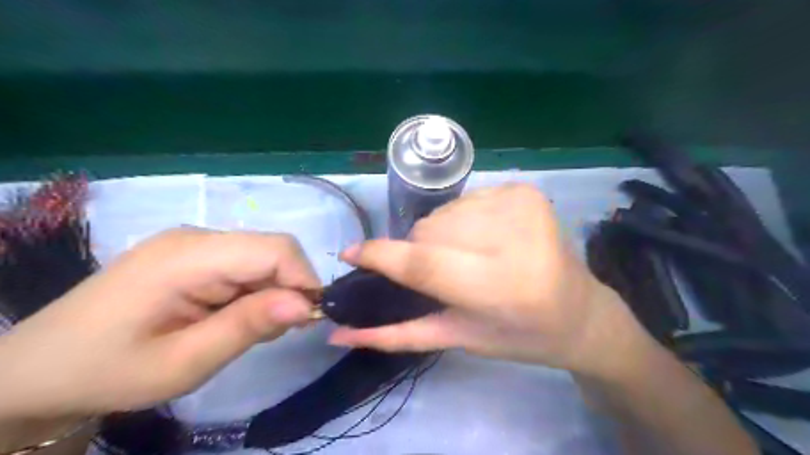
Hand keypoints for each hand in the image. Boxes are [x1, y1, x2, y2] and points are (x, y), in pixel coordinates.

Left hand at [0, 229, 319, 420]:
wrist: (39, 369)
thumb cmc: (109, 370)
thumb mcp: (183, 362)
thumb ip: (248, 326)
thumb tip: (307, 304)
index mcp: (188, 256)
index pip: (275, 249)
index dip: (303, 280)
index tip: (305, 320)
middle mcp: (196, 237)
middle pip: (272, 249)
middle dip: (289, 288)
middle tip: (277, 331)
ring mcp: (193, 243)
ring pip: (262, 256)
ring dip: (272, 291)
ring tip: (249, 329)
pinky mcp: (193, 254)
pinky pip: (244, 263)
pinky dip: (255, 289)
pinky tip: (233, 315)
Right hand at [329, 182, 650, 376]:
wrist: (579, 311)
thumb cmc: (519, 335)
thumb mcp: (458, 339)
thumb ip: (397, 334)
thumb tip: (340, 332)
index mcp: (500, 286)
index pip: (423, 262)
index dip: (379, 256)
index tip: (349, 253)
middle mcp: (514, 238)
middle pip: (428, 231)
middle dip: (420, 251)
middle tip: (443, 273)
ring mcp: (521, 205)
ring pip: (442, 214)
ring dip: (440, 236)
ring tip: (468, 257)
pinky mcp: (524, 190)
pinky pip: (464, 201)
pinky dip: (462, 220)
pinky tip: (486, 238)